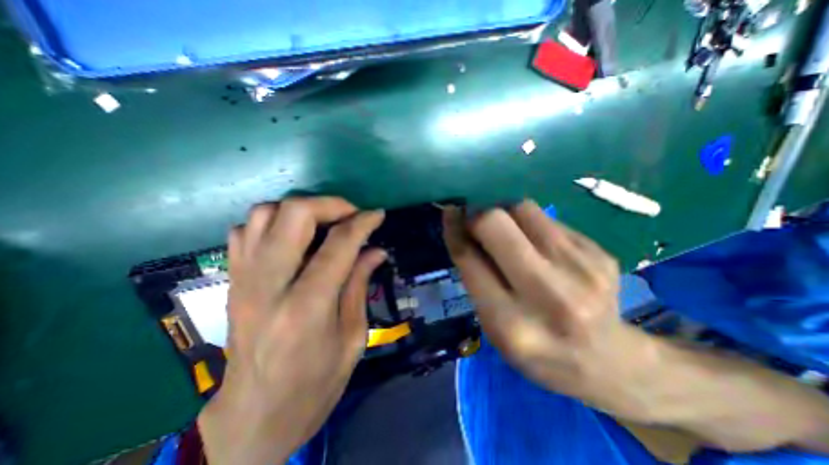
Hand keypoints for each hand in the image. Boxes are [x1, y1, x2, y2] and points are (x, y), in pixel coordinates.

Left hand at [199, 197, 385, 463]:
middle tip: (351, 215)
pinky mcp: (232, 279)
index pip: (339, 244)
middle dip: (330, 204)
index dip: (363, 222)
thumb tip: (376, 250)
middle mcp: (269, 284)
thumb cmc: (314, 384)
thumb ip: (359, 285)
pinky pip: (244, 229)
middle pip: (294, 214)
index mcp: (307, 307)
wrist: (253, 417)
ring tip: (324, 223)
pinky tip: (294, 238)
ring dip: (301, 209)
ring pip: (265, 213)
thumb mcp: (352, 337)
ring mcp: (244, 279)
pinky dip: (273, 222)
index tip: (378, 214)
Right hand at [447, 199, 654, 417]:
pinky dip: (530, 223)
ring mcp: (581, 269)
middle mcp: (548, 294)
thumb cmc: (538, 350)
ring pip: (523, 209)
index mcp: (510, 323)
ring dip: (504, 213)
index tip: (450, 213)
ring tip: (506, 231)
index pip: (469, 258)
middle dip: (478, 215)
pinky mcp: (600, 252)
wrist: (609, 361)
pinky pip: (548, 219)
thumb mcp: (494, 326)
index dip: (454, 230)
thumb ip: (475, 277)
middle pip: (496, 223)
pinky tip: (536, 243)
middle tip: (476, 222)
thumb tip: (461, 228)